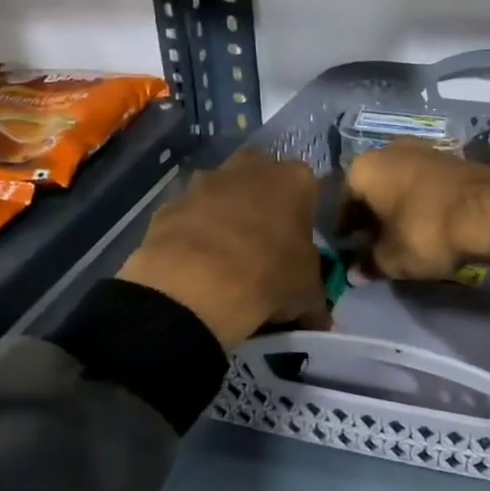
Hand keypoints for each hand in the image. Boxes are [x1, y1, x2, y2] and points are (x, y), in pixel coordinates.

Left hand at [119, 149, 326, 348]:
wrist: (197, 285)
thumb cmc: (269, 277)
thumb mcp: (308, 295)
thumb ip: (316, 300)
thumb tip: (319, 322)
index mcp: (294, 180)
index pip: (308, 188)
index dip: (303, 216)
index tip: (298, 244)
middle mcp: (250, 168)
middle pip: (260, 177)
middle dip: (261, 202)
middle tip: (262, 242)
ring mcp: (205, 181)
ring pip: (220, 192)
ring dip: (223, 214)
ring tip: (224, 256)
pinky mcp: (170, 203)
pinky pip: (188, 216)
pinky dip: (192, 233)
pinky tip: (193, 264)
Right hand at [342, 142, 489, 280]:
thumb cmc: (426, 232)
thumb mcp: (392, 258)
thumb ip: (369, 264)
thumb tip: (354, 274)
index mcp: (365, 168)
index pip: (344, 200)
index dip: (345, 227)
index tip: (348, 246)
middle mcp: (390, 150)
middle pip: (372, 187)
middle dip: (371, 213)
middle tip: (373, 241)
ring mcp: (424, 150)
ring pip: (399, 182)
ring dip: (396, 205)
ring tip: (401, 234)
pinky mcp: (453, 158)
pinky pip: (424, 182)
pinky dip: (419, 200)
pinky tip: (426, 222)